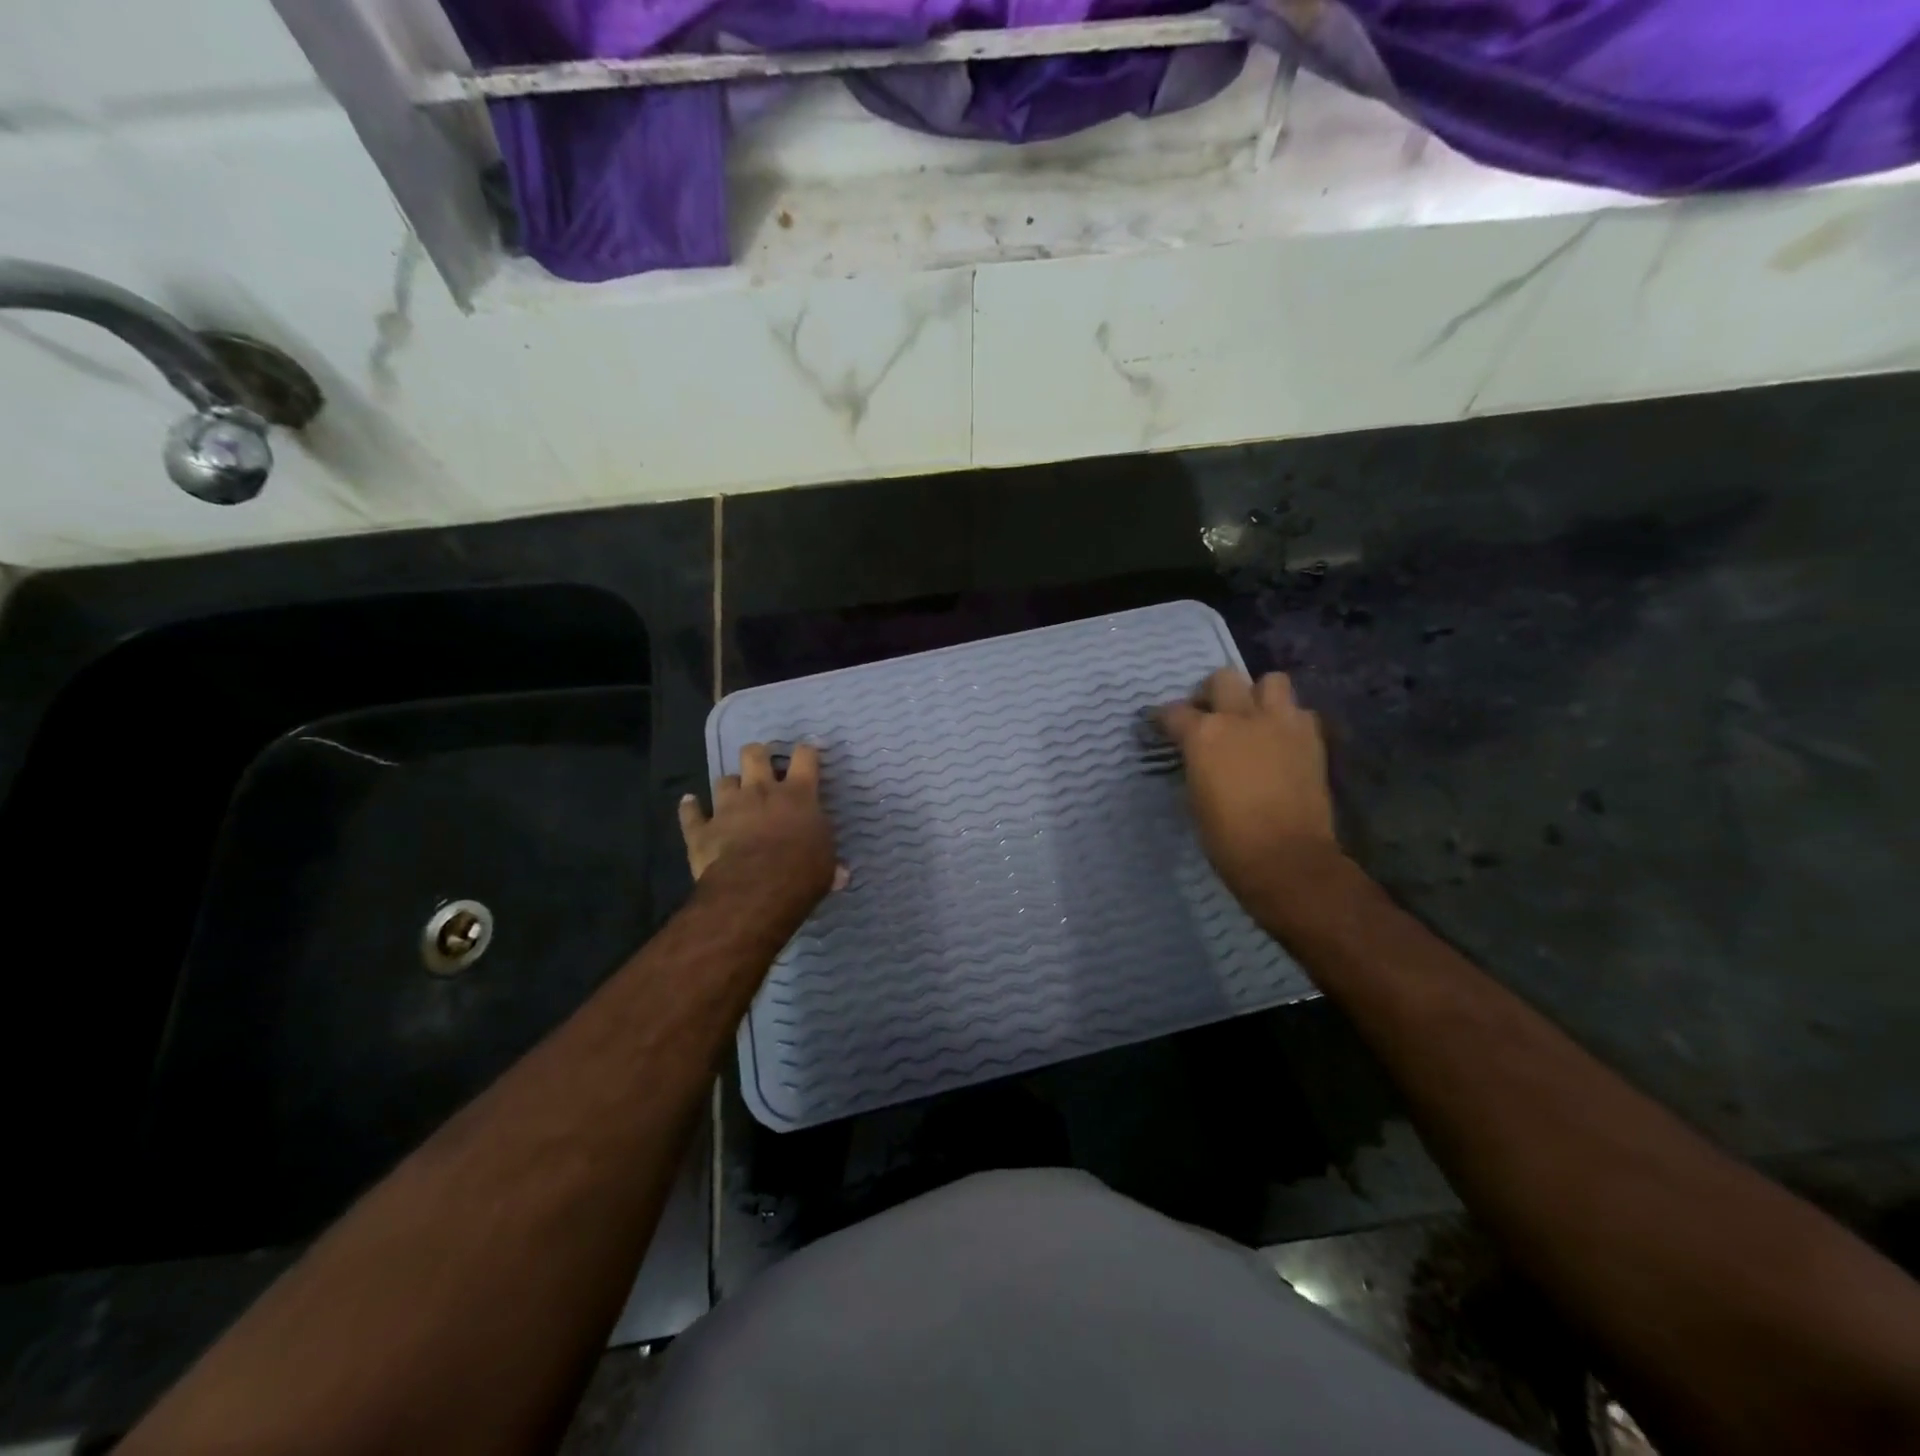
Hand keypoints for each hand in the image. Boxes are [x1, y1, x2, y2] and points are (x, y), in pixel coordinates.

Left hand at [678, 743, 844, 900]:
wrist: (754, 888)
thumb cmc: (800, 872)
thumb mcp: (826, 867)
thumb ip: (830, 864)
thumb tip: (842, 874)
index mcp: (798, 795)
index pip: (805, 758)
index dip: (806, 751)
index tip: (807, 752)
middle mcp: (761, 792)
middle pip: (755, 755)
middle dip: (758, 754)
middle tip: (762, 762)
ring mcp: (728, 807)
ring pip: (723, 780)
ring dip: (729, 785)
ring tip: (732, 792)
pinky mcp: (702, 829)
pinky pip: (691, 813)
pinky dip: (690, 808)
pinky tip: (689, 804)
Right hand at [1156, 669, 1343, 907]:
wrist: (1286, 857)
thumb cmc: (1226, 838)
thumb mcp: (1195, 795)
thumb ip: (1196, 763)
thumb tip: (1198, 755)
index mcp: (1204, 734)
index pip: (1174, 711)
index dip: (1164, 719)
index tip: (1161, 726)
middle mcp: (1242, 717)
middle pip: (1223, 678)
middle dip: (1212, 692)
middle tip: (1211, 714)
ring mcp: (1281, 723)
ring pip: (1271, 681)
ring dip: (1258, 695)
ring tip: (1253, 718)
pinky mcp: (1312, 738)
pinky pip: (1299, 712)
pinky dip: (1288, 720)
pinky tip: (1281, 741)